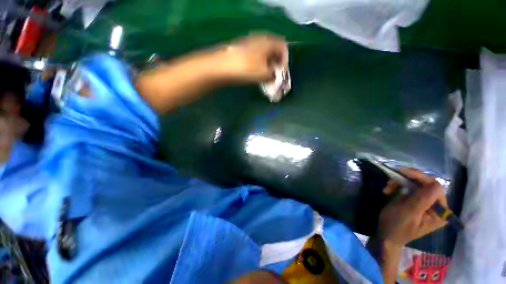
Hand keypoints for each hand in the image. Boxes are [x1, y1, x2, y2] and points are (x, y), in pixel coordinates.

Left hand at [220, 33, 288, 82]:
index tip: (281, 72)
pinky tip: (255, 73)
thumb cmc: (246, 69)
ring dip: (267, 65)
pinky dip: (258, 65)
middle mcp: (259, 39)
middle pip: (273, 50)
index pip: (283, 46)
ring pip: (263, 54)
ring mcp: (249, 44)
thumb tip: (274, 76)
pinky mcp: (241, 50)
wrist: (221, 67)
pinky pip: (255, 56)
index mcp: (268, 41)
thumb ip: (273, 75)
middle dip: (275, 63)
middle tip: (274, 76)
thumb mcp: (264, 74)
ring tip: (265, 77)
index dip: (285, 60)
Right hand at [376, 168, 447, 247]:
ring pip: (415, 184)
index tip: (400, 171)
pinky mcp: (415, 202)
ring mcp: (426, 204)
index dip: (419, 177)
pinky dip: (397, 187)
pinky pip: (409, 188)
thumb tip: (435, 182)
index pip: (434, 186)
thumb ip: (423, 198)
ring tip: (387, 188)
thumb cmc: (396, 225)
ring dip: (399, 183)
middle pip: (425, 184)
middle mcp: (436, 206)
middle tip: (390, 181)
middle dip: (406, 180)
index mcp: (440, 211)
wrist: (386, 235)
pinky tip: (388, 191)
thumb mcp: (409, 212)